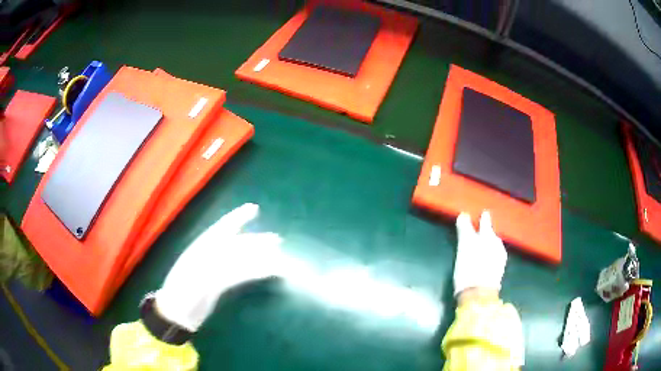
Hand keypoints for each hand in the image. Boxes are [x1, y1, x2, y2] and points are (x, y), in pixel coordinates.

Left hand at [154, 203, 282, 331]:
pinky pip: (240, 275)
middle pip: (236, 245)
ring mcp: (215, 271)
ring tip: (277, 258)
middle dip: (255, 241)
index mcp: (201, 249)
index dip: (237, 218)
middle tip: (276, 240)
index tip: (254, 208)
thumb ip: (215, 271)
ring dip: (258, 257)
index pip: (222, 229)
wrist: (176, 314)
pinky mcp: (219, 285)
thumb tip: (236, 263)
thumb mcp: (194, 281)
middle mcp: (209, 256)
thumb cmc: (181, 295)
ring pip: (241, 260)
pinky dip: (254, 272)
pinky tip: (264, 272)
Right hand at [453, 211, 506, 296]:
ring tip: (482, 246)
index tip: (483, 213)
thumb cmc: (470, 268)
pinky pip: (494, 257)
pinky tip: (485, 259)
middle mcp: (497, 246)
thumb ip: (465, 230)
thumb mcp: (464, 247)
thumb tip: (463, 215)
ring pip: (494, 247)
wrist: (479, 294)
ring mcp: (499, 259)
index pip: (485, 224)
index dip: (483, 219)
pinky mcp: (498, 271)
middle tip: (481, 230)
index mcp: (489, 237)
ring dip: (489, 244)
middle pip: (492, 235)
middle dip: (487, 232)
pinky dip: (489, 255)